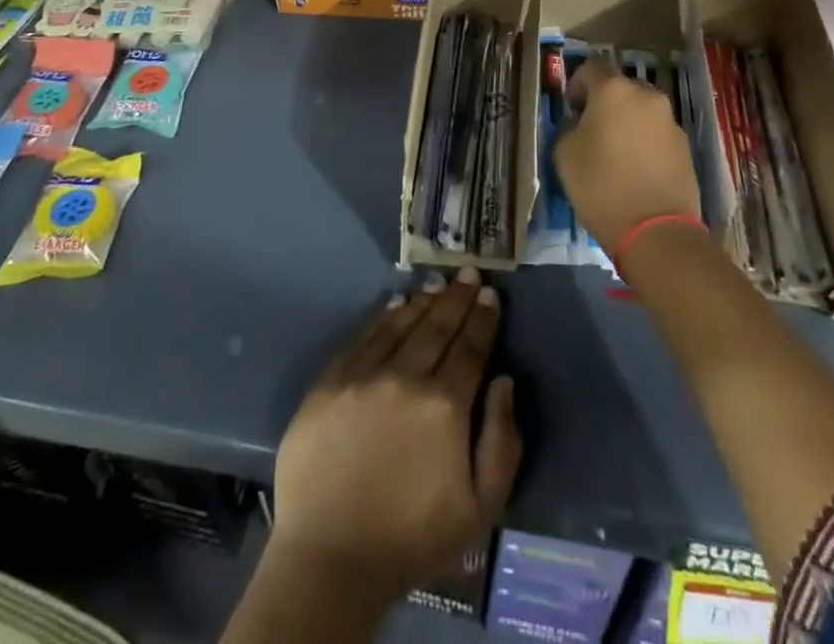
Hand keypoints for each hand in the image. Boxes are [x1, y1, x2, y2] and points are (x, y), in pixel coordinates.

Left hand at [269, 267, 520, 601]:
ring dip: (424, 301)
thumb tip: (504, 381)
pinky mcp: (330, 382)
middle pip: (438, 327)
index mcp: (445, 406)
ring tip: (438, 284)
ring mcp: (364, 376)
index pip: (471, 348)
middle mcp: (406, 377)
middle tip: (470, 273)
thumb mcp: (480, 508)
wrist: (330, 559)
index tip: (491, 294)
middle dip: (458, 298)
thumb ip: (502, 441)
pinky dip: (383, 317)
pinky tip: (395, 304)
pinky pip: (363, 337)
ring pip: (401, 325)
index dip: (483, 319)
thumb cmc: (412, 538)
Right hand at [554, 65, 700, 253]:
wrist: (656, 231)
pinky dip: (645, 141)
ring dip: (628, 121)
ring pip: (642, 109)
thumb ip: (570, 128)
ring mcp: (670, 121)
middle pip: (621, 87)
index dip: (577, 85)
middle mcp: (646, 96)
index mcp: (613, 90)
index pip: (591, 67)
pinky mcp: (685, 146)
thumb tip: (581, 124)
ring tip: (616, 152)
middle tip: (593, 129)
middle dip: (606, 102)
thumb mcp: (565, 154)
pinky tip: (636, 168)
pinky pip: (657, 132)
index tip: (571, 109)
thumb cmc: (601, 186)